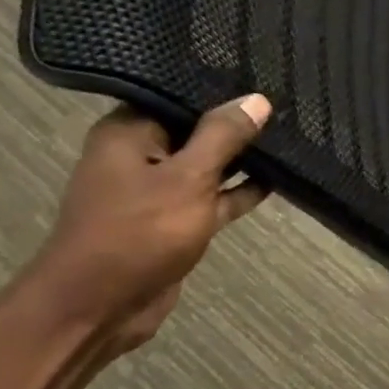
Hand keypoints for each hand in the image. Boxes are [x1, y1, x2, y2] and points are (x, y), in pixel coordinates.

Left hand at [30, 94, 272, 352]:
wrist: (100, 307)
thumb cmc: (139, 233)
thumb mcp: (189, 178)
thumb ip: (223, 137)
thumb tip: (257, 99)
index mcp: (128, 133)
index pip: (178, 96)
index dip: (220, 91)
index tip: (262, 81)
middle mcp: (138, 156)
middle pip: (195, 130)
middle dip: (236, 125)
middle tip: (285, 108)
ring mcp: (157, 191)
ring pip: (207, 166)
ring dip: (241, 160)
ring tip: (288, 139)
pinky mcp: (174, 222)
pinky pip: (211, 198)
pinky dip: (238, 192)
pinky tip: (274, 181)